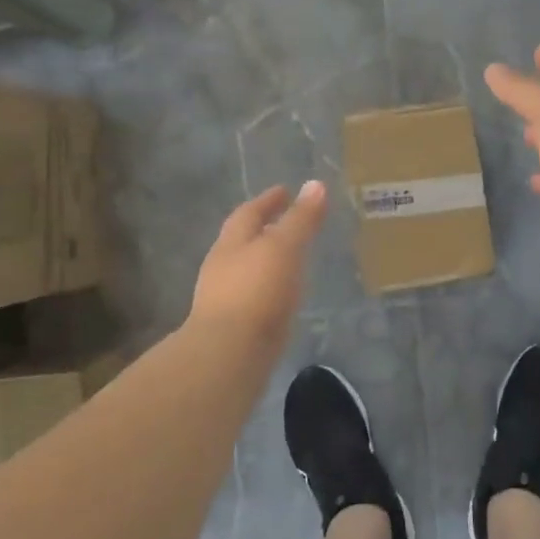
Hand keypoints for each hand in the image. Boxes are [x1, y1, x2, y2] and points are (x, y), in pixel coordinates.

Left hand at [190, 182, 328, 345]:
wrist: (230, 354)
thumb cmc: (256, 291)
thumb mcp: (284, 247)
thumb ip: (301, 219)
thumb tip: (316, 184)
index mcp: (232, 243)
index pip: (249, 213)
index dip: (268, 200)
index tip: (285, 191)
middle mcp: (223, 267)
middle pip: (243, 241)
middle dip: (264, 229)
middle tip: (288, 222)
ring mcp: (226, 299)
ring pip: (248, 270)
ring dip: (267, 261)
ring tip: (291, 258)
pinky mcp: (236, 326)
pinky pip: (256, 297)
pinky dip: (271, 288)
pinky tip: (285, 295)